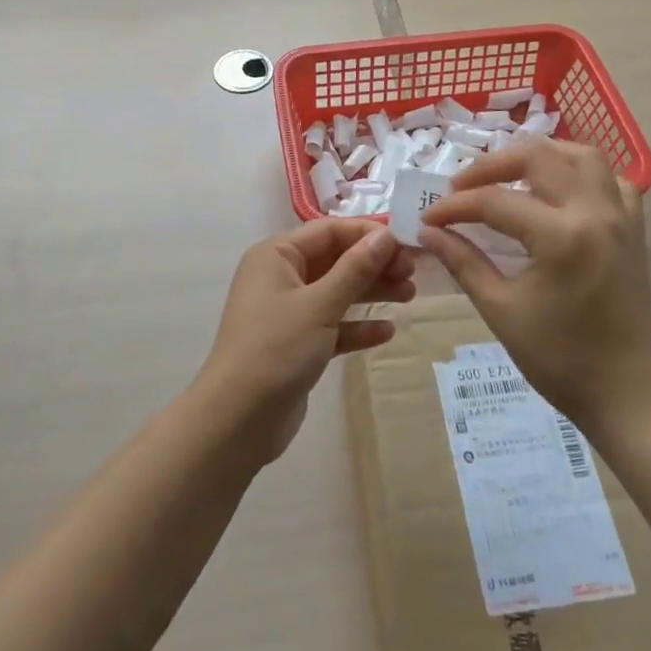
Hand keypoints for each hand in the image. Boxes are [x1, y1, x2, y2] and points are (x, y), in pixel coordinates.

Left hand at [198, 222, 413, 462]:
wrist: (238, 419)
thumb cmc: (276, 348)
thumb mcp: (319, 304)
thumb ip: (355, 269)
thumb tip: (385, 236)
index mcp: (276, 256)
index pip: (329, 231)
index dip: (367, 235)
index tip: (406, 244)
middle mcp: (280, 277)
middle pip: (335, 260)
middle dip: (374, 264)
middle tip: (413, 274)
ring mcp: (288, 312)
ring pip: (337, 292)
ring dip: (371, 292)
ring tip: (410, 296)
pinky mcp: (298, 344)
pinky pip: (333, 325)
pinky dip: (357, 326)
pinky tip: (387, 332)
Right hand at [419, 140, 650, 431]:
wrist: (625, 392)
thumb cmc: (559, 358)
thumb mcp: (500, 310)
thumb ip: (463, 262)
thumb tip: (429, 232)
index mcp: (561, 236)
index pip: (495, 201)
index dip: (455, 206)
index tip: (428, 217)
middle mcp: (594, 212)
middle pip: (538, 157)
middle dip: (492, 165)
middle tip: (462, 187)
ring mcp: (620, 216)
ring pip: (581, 155)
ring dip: (540, 156)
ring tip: (508, 176)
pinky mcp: (633, 228)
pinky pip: (611, 180)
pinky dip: (582, 174)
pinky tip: (559, 192)